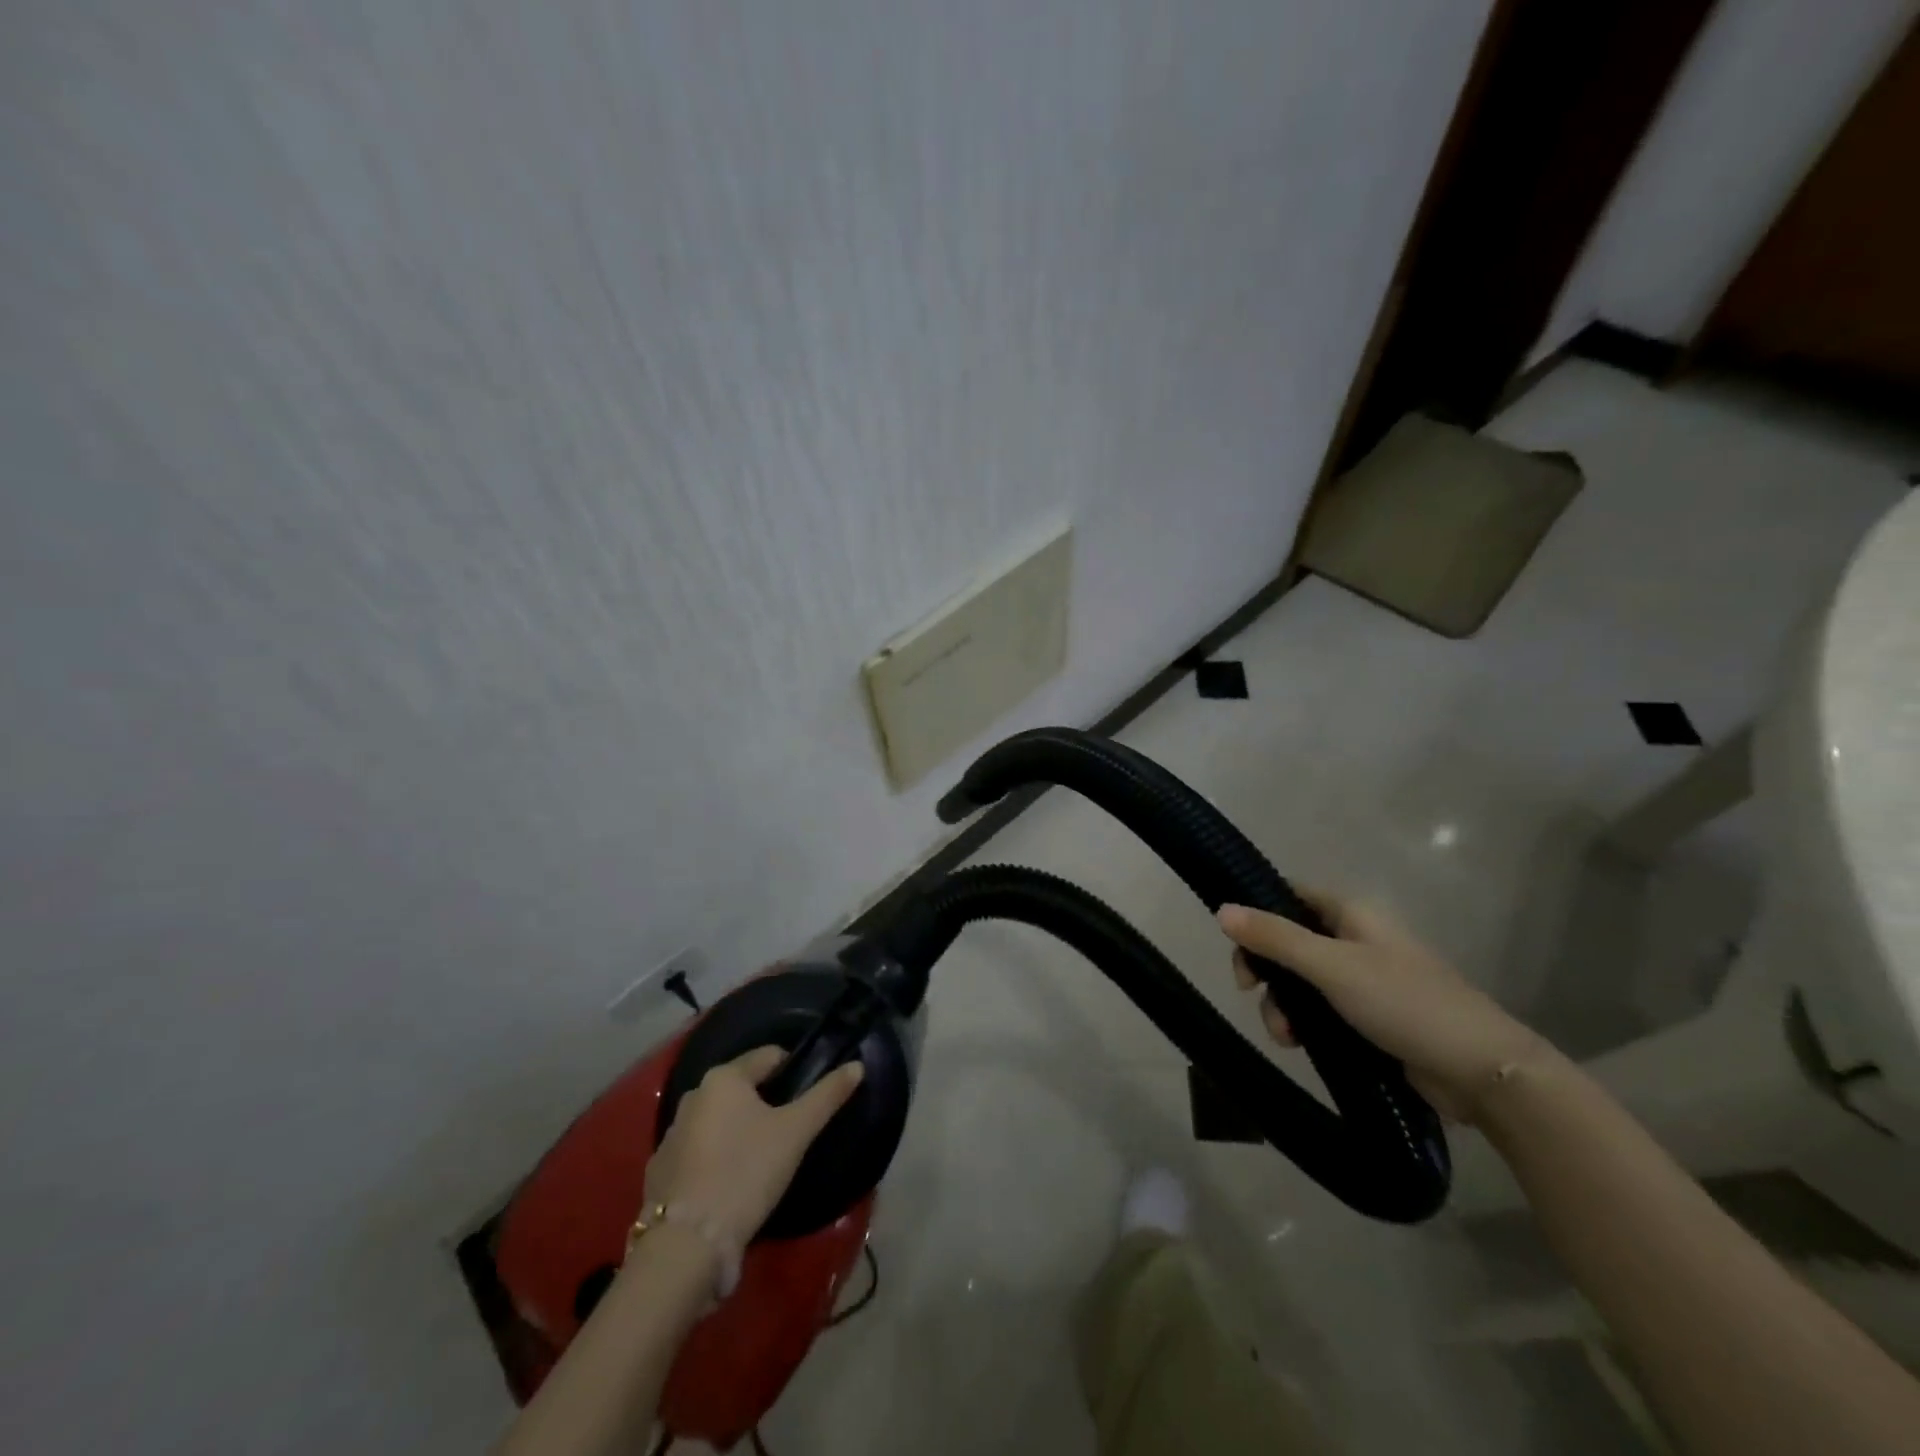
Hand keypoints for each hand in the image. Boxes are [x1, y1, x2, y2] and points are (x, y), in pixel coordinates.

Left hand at [645, 1046, 864, 1247]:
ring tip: (761, 1162)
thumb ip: (827, 1095)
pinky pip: (698, 1152)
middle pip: (742, 1088)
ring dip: (738, 1131)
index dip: (794, 1072)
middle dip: (766, 1103)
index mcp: (724, 1078)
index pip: (770, 1056)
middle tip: (789, 1133)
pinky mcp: (659, 1172)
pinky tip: (729, 1185)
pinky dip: (715, 1159)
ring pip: (718, 1120)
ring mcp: (671, 1135)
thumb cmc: (747, 1172)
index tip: (809, 1099)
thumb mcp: (796, 1132)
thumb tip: (856, 1065)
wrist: (687, 1244)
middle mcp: (693, 1096)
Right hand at [1218, 891, 1553, 1123]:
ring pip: (1300, 981)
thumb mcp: (1332, 967)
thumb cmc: (1404, 1003)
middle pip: (1288, 941)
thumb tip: (1221, 910)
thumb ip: (1275, 938)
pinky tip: (1301, 1045)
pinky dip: (1304, 1024)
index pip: (1289, 894)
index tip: (1234, 940)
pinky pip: (1319, 1010)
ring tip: (1286, 1036)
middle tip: (1250, 992)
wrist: (1481, 1071)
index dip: (1257, 910)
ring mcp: (1363, 979)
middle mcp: (1354, 938)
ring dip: (1282, 1005)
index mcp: (1351, 913)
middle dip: (1265, 969)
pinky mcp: (1369, 1016)